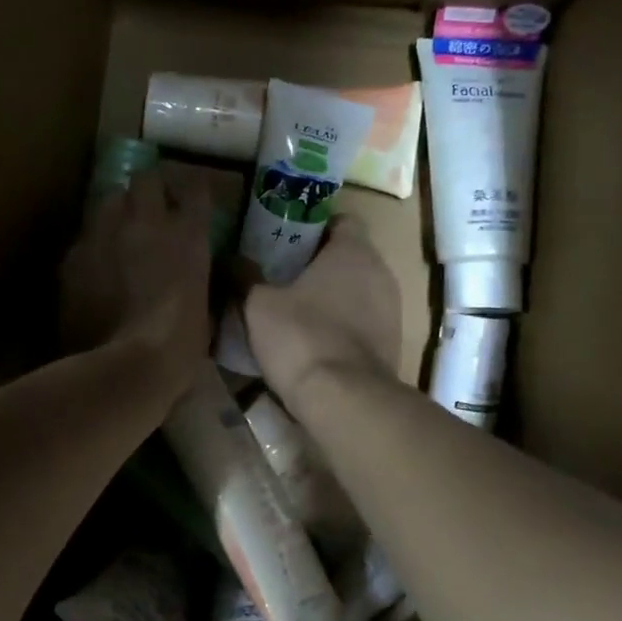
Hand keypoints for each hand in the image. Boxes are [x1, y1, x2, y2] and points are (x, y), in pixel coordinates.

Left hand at [59, 169, 212, 391]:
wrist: (126, 368)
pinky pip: (84, 239)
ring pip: (107, 200)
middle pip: (146, 179)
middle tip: (151, 208)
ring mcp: (103, 235)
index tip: (193, 194)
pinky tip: (94, 269)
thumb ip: (197, 282)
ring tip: (118, 232)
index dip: (194, 187)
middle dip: (150, 189)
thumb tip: (192, 279)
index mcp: (188, 236)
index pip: (196, 188)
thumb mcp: (204, 310)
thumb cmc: (179, 347)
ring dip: (117, 211)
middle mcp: (145, 222)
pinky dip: (92, 247)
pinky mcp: (72, 258)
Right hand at [244, 215, 400, 407]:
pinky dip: (343, 326)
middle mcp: (381, 273)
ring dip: (333, 297)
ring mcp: (392, 311)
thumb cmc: (301, 337)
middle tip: (282, 275)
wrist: (344, 400)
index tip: (286, 241)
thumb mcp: (257, 305)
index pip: (342, 220)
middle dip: (319, 264)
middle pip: (350, 256)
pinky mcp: (392, 345)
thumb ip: (243, 277)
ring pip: (358, 291)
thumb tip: (229, 259)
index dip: (314, 227)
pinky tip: (315, 342)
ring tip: (296, 311)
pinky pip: (364, 323)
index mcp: (353, 251)